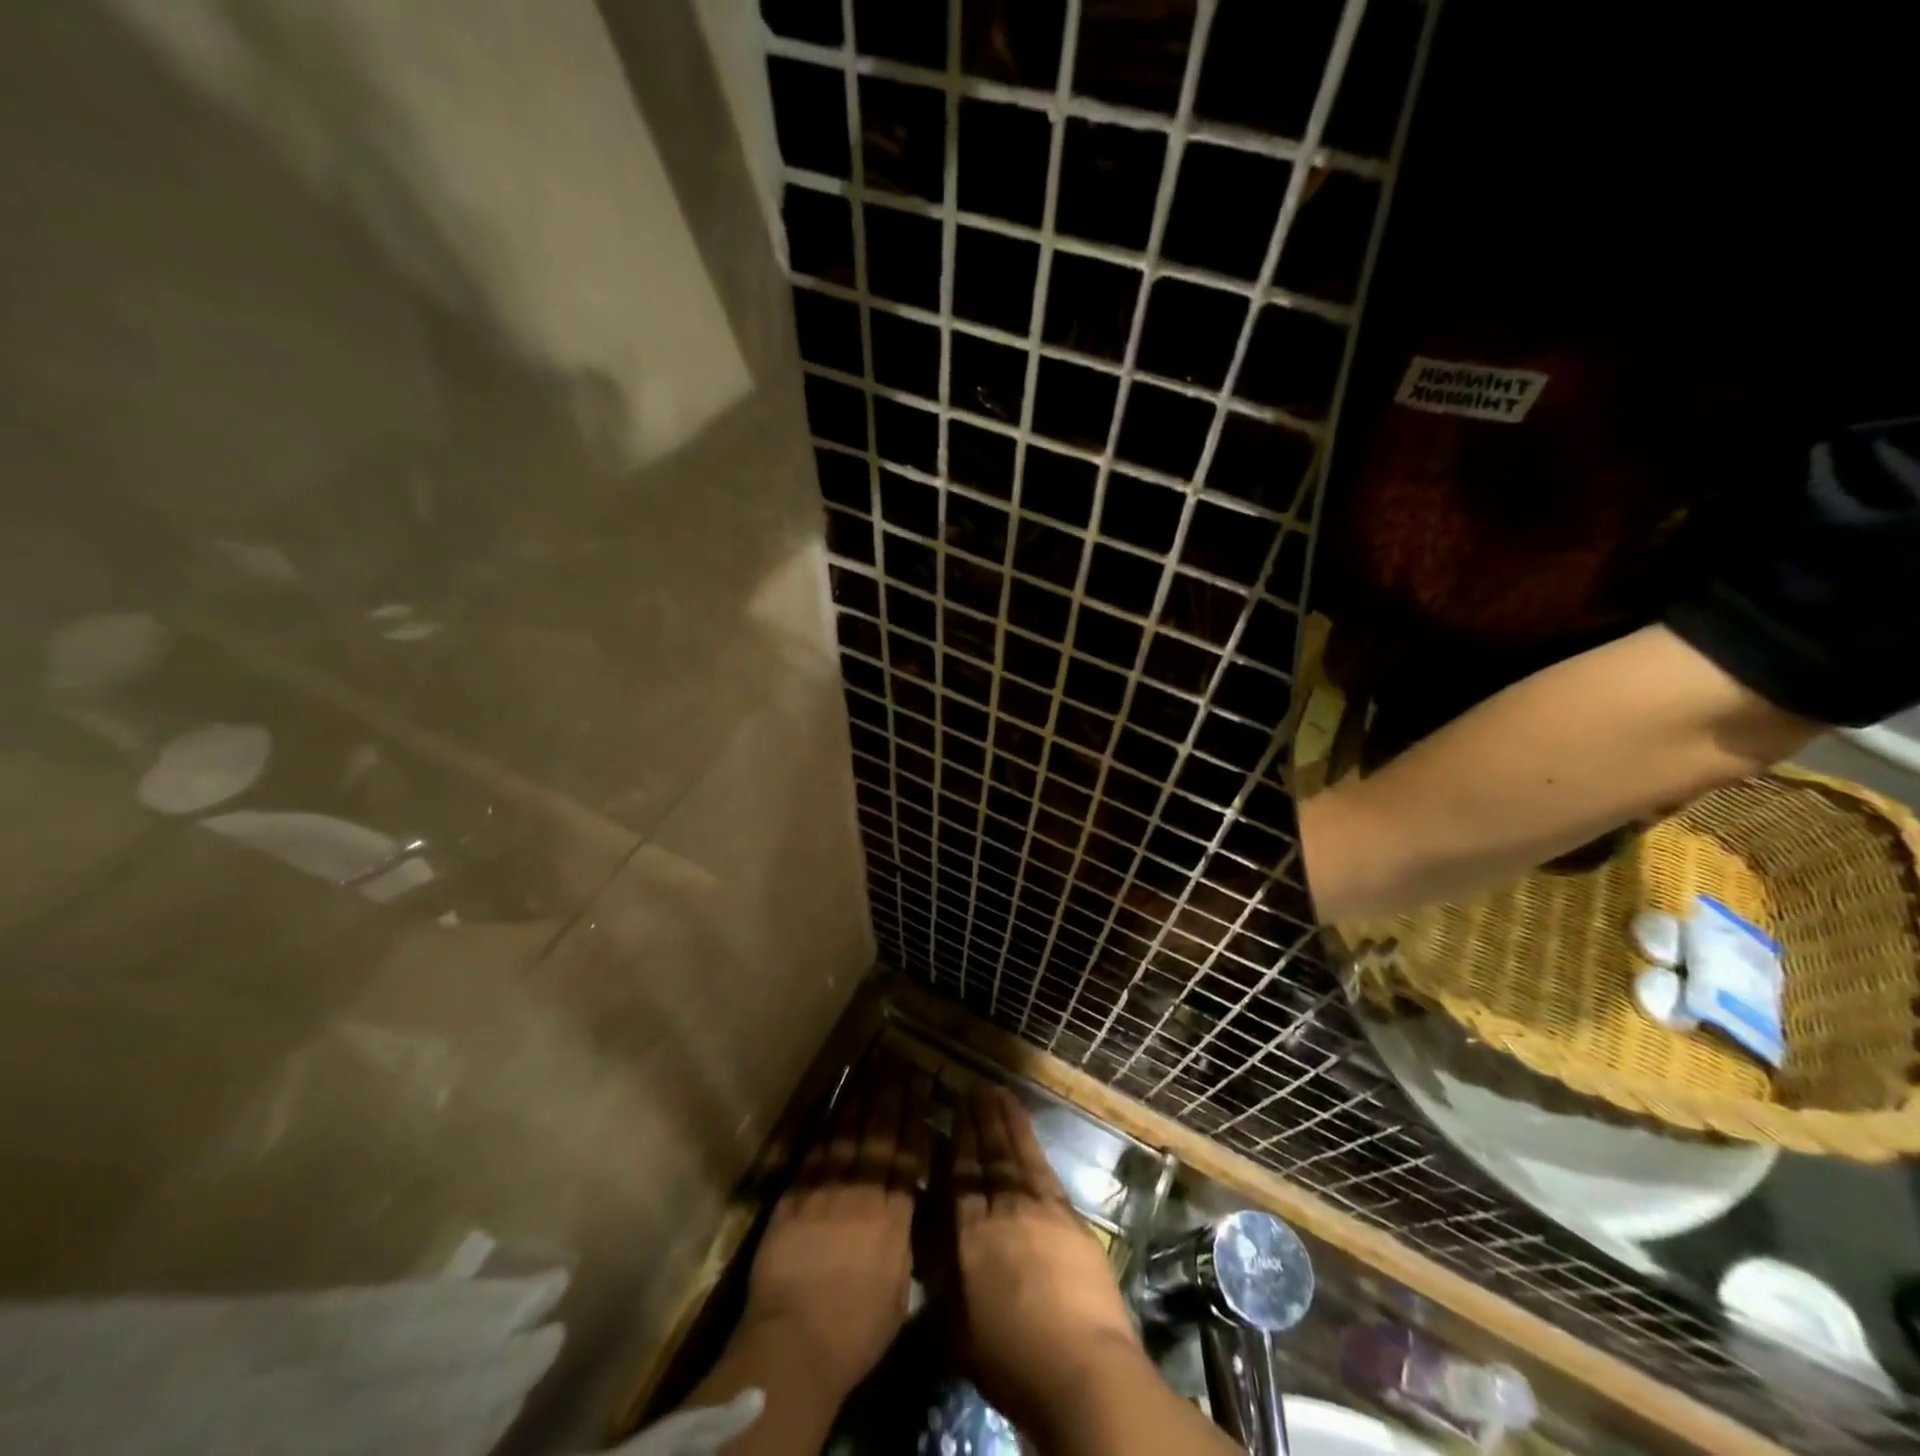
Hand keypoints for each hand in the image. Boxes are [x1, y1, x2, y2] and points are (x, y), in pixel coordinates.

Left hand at [739, 1056, 929, 1400]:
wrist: (795, 1344)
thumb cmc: (855, 1333)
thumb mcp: (899, 1292)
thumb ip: (903, 1245)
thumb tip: (905, 1215)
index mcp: (894, 1216)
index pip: (906, 1152)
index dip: (914, 1113)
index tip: (921, 1081)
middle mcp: (862, 1191)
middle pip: (879, 1132)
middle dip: (891, 1092)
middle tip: (899, 1059)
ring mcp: (826, 1190)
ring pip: (847, 1132)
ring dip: (861, 1097)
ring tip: (872, 1067)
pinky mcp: (794, 1197)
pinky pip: (815, 1151)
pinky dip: (827, 1124)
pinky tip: (835, 1104)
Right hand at [949, 1087, 1142, 1432]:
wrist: (1080, 1366)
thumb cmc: (1012, 1362)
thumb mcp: (957, 1330)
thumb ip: (940, 1282)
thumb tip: (926, 1245)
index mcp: (970, 1237)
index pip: (959, 1179)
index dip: (956, 1144)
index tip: (952, 1113)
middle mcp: (1003, 1210)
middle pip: (989, 1156)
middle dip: (981, 1120)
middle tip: (975, 1087)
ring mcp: (1041, 1209)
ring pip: (1019, 1154)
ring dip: (1008, 1121)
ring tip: (1000, 1093)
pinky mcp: (1071, 1218)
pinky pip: (1045, 1170)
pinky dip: (1034, 1146)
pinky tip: (1029, 1135)